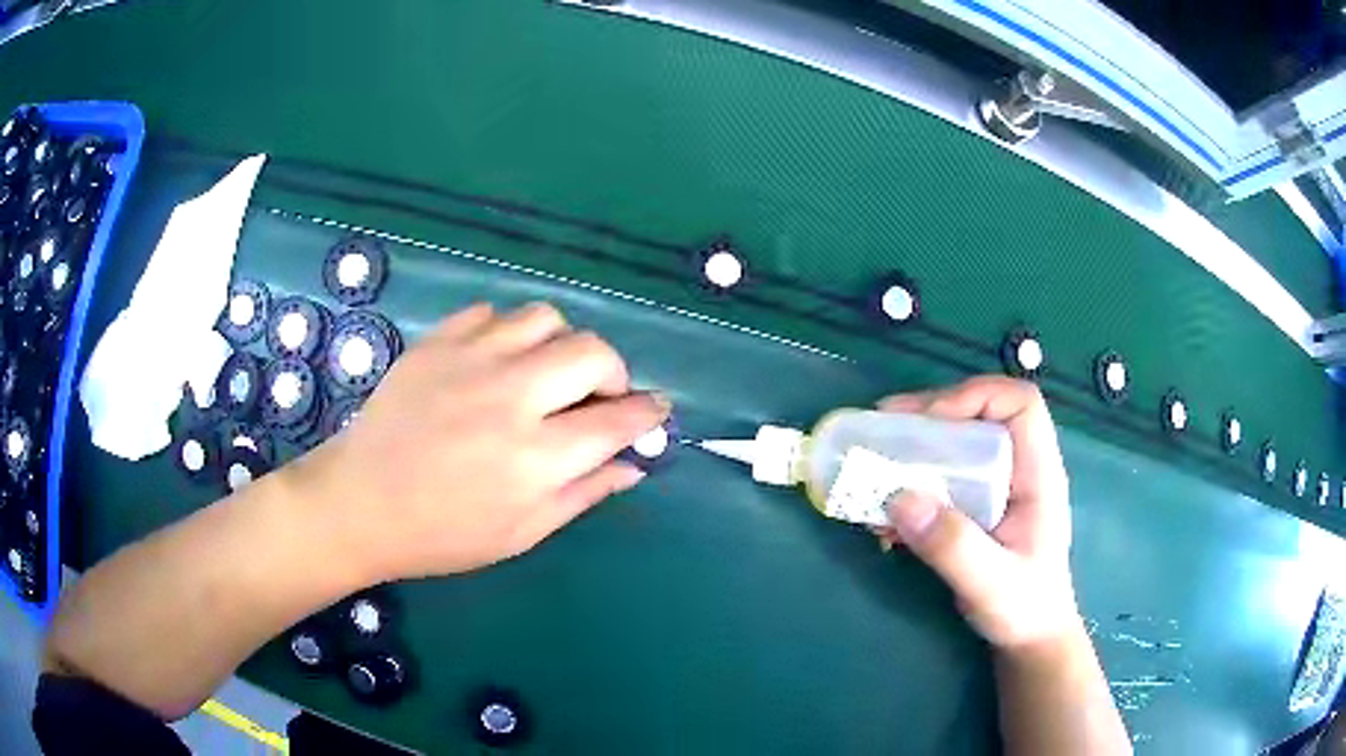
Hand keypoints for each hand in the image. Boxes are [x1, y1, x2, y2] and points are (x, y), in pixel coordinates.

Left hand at [288, 302, 668, 583]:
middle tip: (598, 397)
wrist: (361, 503)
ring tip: (546, 374)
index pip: (617, 421)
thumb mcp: (522, 532)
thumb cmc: (443, 533)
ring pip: (546, 318)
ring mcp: (471, 361)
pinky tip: (498, 363)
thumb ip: (583, 494)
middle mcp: (510, 398)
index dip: (647, 414)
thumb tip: (634, 466)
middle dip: (613, 373)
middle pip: (592, 353)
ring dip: (561, 345)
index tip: (655, 412)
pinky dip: (509, 334)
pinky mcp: (438, 342)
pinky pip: (493, 314)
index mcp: (535, 458)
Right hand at [874, 376, 1080, 650]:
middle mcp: (1018, 469)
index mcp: (1037, 473)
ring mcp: (996, 487)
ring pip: (954, 445)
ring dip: (911, 454)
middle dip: (927, 418)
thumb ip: (952, 545)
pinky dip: (908, 490)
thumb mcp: (991, 583)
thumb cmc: (1024, 608)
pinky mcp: (975, 507)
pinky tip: (884, 520)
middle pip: (977, 415)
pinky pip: (940, 479)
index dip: (974, 397)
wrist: (1028, 638)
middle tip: (881, 432)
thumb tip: (898, 497)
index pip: (1019, 404)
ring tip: (872, 473)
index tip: (929, 421)